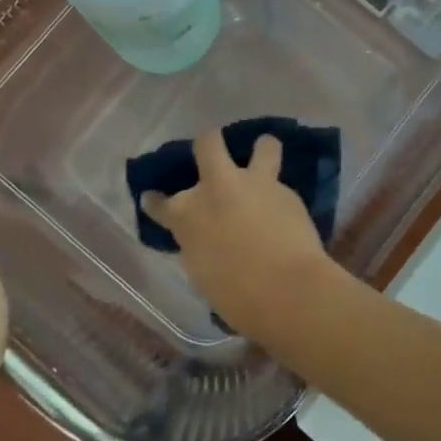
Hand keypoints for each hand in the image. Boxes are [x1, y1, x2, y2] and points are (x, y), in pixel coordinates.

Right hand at [139, 130, 333, 331]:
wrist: (286, 289)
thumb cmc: (236, 296)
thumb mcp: (202, 271)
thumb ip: (200, 242)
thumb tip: (207, 234)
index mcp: (186, 215)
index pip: (159, 204)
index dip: (155, 202)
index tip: (152, 199)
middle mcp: (216, 188)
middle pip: (207, 143)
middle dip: (208, 144)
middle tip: (213, 155)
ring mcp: (254, 184)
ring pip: (263, 146)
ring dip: (262, 149)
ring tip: (264, 157)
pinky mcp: (288, 192)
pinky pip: (282, 186)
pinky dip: (280, 196)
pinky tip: (286, 211)